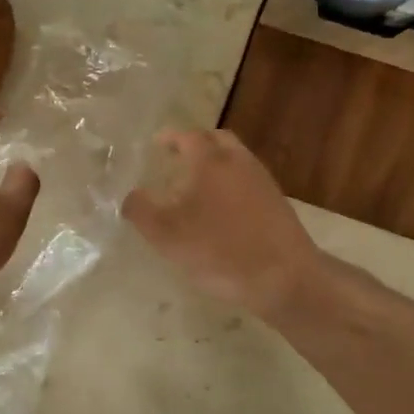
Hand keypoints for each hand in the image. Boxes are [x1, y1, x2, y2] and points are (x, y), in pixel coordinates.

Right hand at [122, 129, 325, 319]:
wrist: (283, 277)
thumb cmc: (219, 251)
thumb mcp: (166, 235)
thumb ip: (140, 210)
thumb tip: (130, 195)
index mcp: (209, 161)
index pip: (186, 136)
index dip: (169, 137)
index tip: (157, 143)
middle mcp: (238, 161)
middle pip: (216, 140)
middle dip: (195, 144)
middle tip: (176, 158)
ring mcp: (262, 181)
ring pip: (235, 159)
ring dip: (214, 163)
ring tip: (195, 185)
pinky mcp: (276, 202)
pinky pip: (247, 180)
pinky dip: (230, 183)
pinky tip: (221, 209)